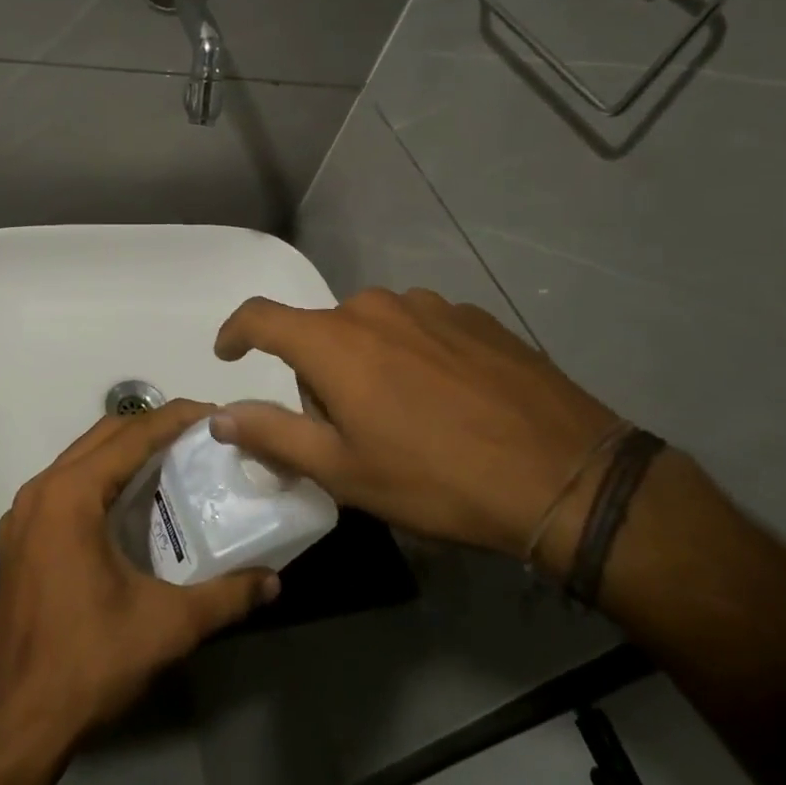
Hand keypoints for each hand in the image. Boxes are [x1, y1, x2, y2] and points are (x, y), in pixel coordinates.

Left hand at [0, 400, 278, 754]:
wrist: (15, 725)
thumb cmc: (88, 663)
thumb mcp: (167, 626)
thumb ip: (225, 597)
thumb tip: (273, 581)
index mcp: (71, 495)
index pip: (133, 435)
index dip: (176, 418)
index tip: (215, 414)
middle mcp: (42, 490)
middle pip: (104, 435)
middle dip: (152, 427)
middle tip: (199, 438)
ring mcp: (24, 513)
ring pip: (82, 456)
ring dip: (126, 450)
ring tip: (172, 462)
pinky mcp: (20, 537)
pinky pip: (66, 484)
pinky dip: (101, 476)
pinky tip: (131, 502)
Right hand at [211, 289, 620, 562]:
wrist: (564, 474)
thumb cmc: (436, 479)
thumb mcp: (344, 471)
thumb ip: (273, 434)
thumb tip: (220, 414)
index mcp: (335, 341)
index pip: (261, 317)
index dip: (236, 332)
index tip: (229, 354)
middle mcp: (375, 307)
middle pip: (322, 333)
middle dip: (319, 375)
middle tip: (349, 431)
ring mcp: (429, 306)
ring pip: (372, 330)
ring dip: (369, 364)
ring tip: (406, 418)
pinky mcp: (473, 316)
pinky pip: (420, 329)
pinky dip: (414, 357)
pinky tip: (449, 402)